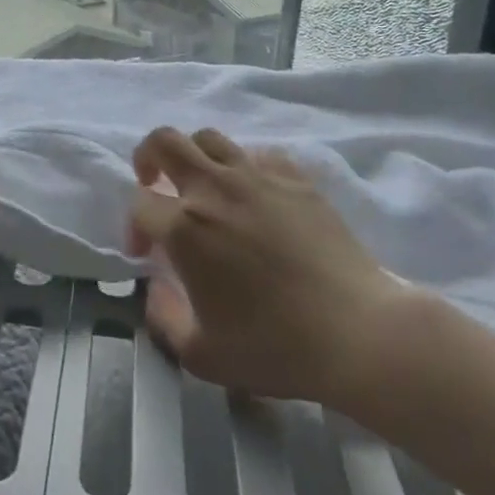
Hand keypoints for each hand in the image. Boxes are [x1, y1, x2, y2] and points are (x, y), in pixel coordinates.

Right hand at [129, 126, 404, 407]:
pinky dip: (245, 166)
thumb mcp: (202, 355)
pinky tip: (253, 193)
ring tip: (202, 184)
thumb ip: (163, 318)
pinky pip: (259, 154)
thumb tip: (156, 289)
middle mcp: (214, 189)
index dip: (134, 226)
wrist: (359, 334)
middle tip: (155, 182)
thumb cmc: (276, 347)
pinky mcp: (296, 180)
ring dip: (194, 155)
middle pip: (165, 141)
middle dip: (148, 156)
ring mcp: (258, 178)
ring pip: (210, 138)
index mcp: (184, 228)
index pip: (140, 204)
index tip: (147, 254)